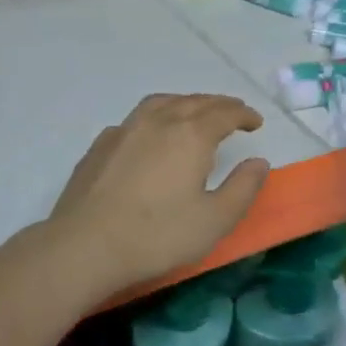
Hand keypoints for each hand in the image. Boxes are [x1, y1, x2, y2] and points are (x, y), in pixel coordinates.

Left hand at [47, 94, 269, 301]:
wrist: (85, 244)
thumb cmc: (157, 235)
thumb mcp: (214, 220)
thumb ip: (242, 188)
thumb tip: (259, 161)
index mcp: (190, 135)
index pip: (224, 113)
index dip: (243, 114)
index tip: (255, 122)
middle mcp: (159, 121)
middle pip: (194, 102)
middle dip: (218, 104)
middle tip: (233, 111)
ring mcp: (126, 129)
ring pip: (162, 102)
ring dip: (185, 102)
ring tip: (195, 112)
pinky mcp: (102, 144)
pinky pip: (137, 117)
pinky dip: (156, 116)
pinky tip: (152, 134)